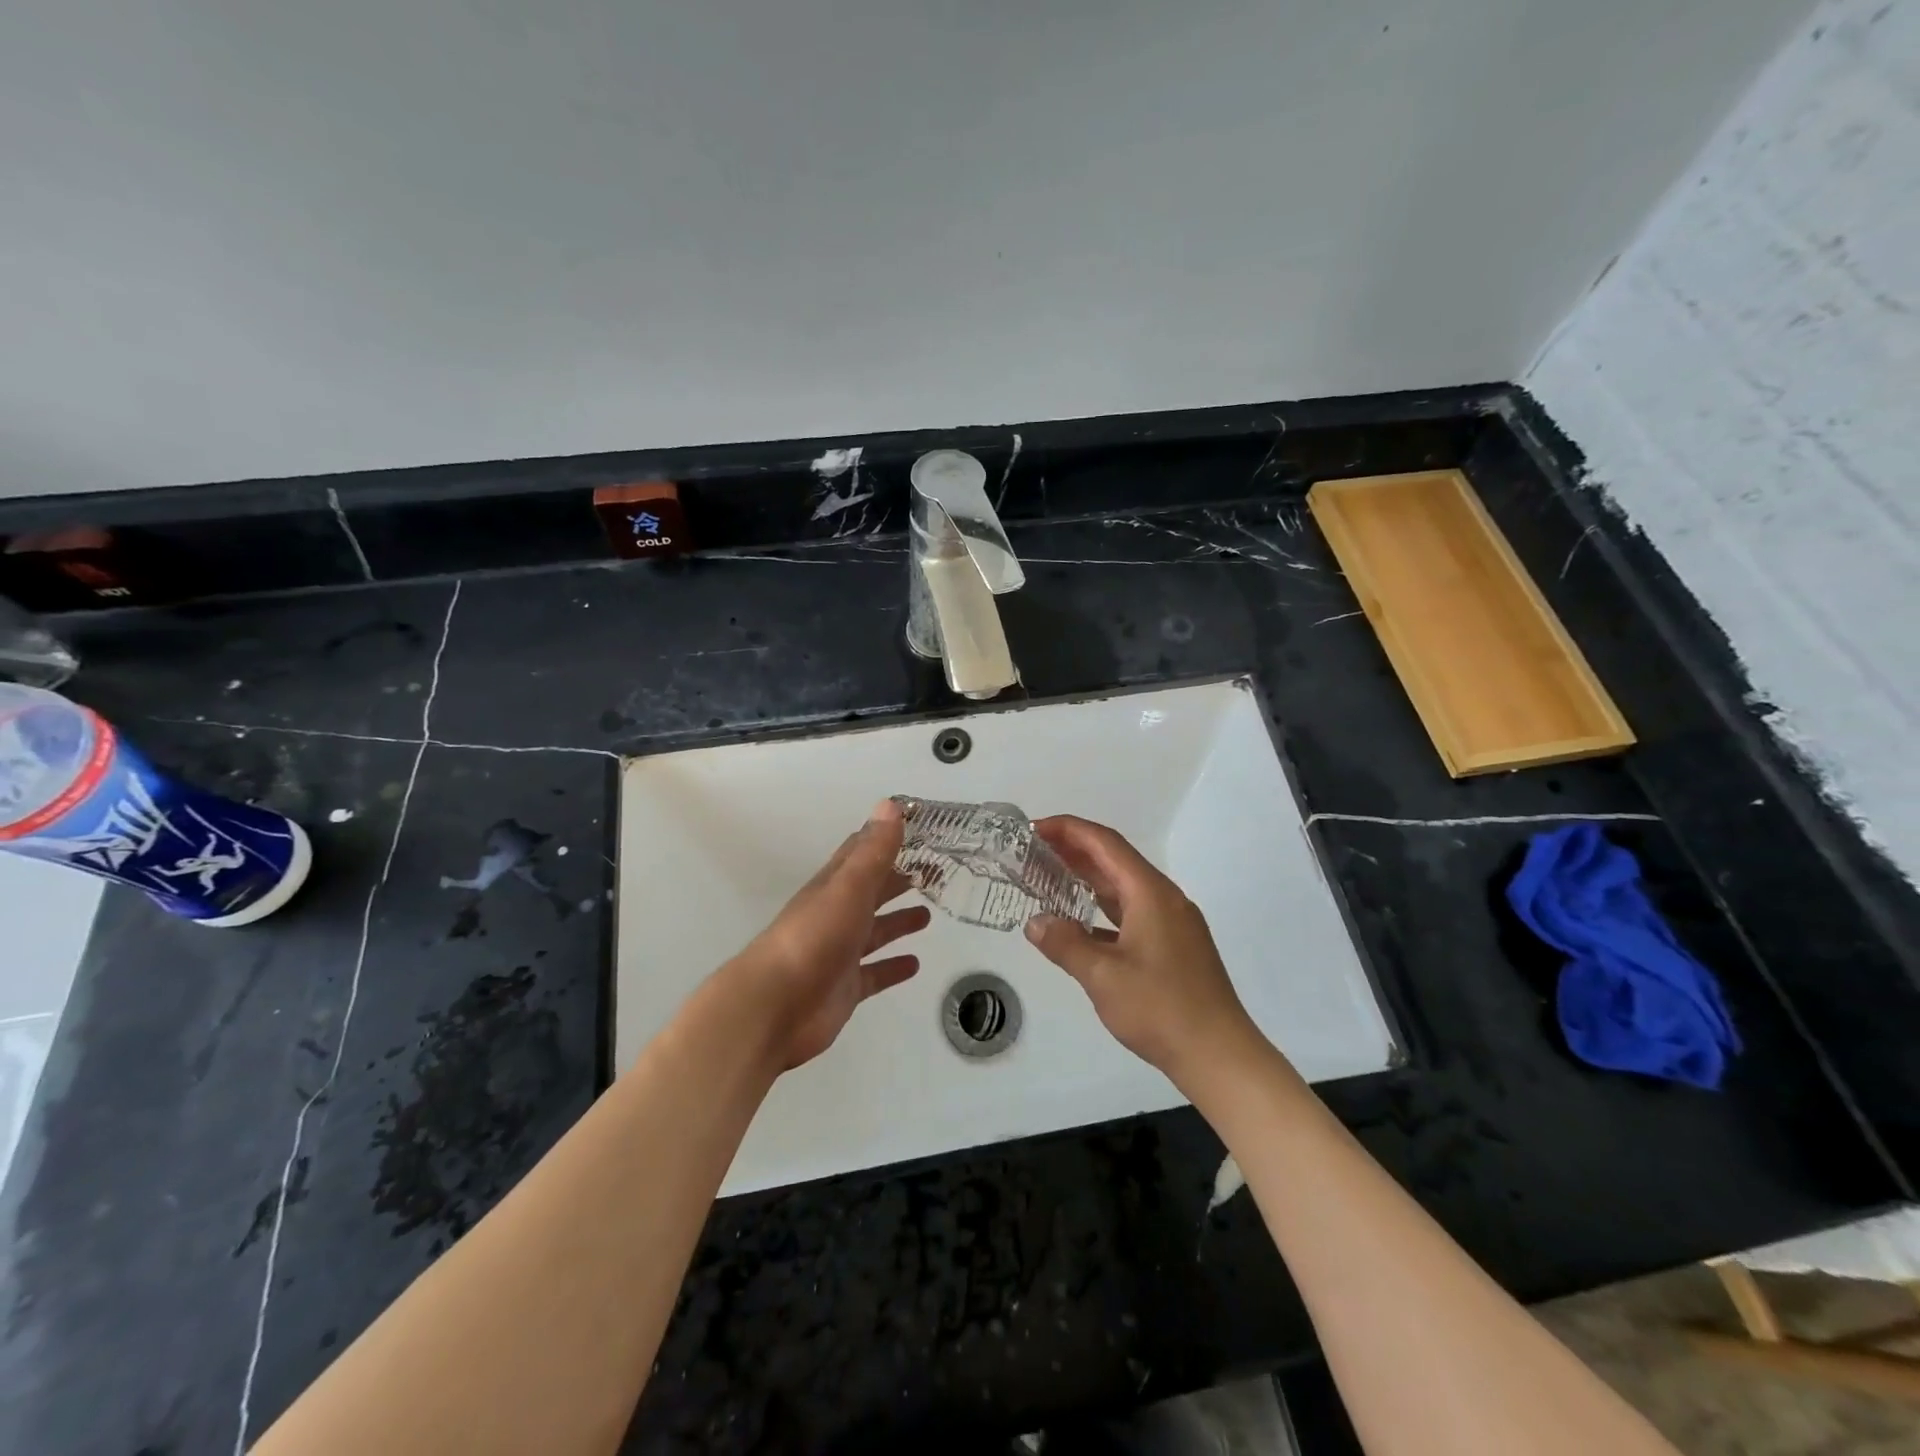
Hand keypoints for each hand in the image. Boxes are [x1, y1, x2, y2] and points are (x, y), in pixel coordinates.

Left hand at [727, 799, 929, 1069]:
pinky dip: (893, 967)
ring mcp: (839, 953)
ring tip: (927, 916)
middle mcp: (836, 915)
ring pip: (874, 932)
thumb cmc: (813, 939)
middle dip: (898, 880)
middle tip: (934, 872)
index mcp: (834, 886)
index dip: (885, 839)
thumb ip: (873, 851)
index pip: (860, 852)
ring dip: (897, 922)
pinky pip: (874, 973)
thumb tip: (890, 804)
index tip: (917, 829)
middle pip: (871, 891)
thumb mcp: (848, 888)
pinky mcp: (845, 988)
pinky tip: (914, 964)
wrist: (774, 1007)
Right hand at [1024, 815, 1257, 1085]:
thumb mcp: (1102, 976)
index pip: (1105, 843)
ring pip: (1123, 887)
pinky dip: (1102, 908)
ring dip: (1088, 878)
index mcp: (1150, 893)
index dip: (1069, 829)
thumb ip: (1065, 944)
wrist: (1219, 1055)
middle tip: (1034, 850)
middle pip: (1115, 860)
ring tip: (1050, 876)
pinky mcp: (1174, 946)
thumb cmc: (1161, 1008)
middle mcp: (1164, 899)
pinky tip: (1081, 922)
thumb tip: (1035, 923)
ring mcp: (1172, 923)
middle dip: (1074, 850)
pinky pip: (1131, 912)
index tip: (1034, 829)